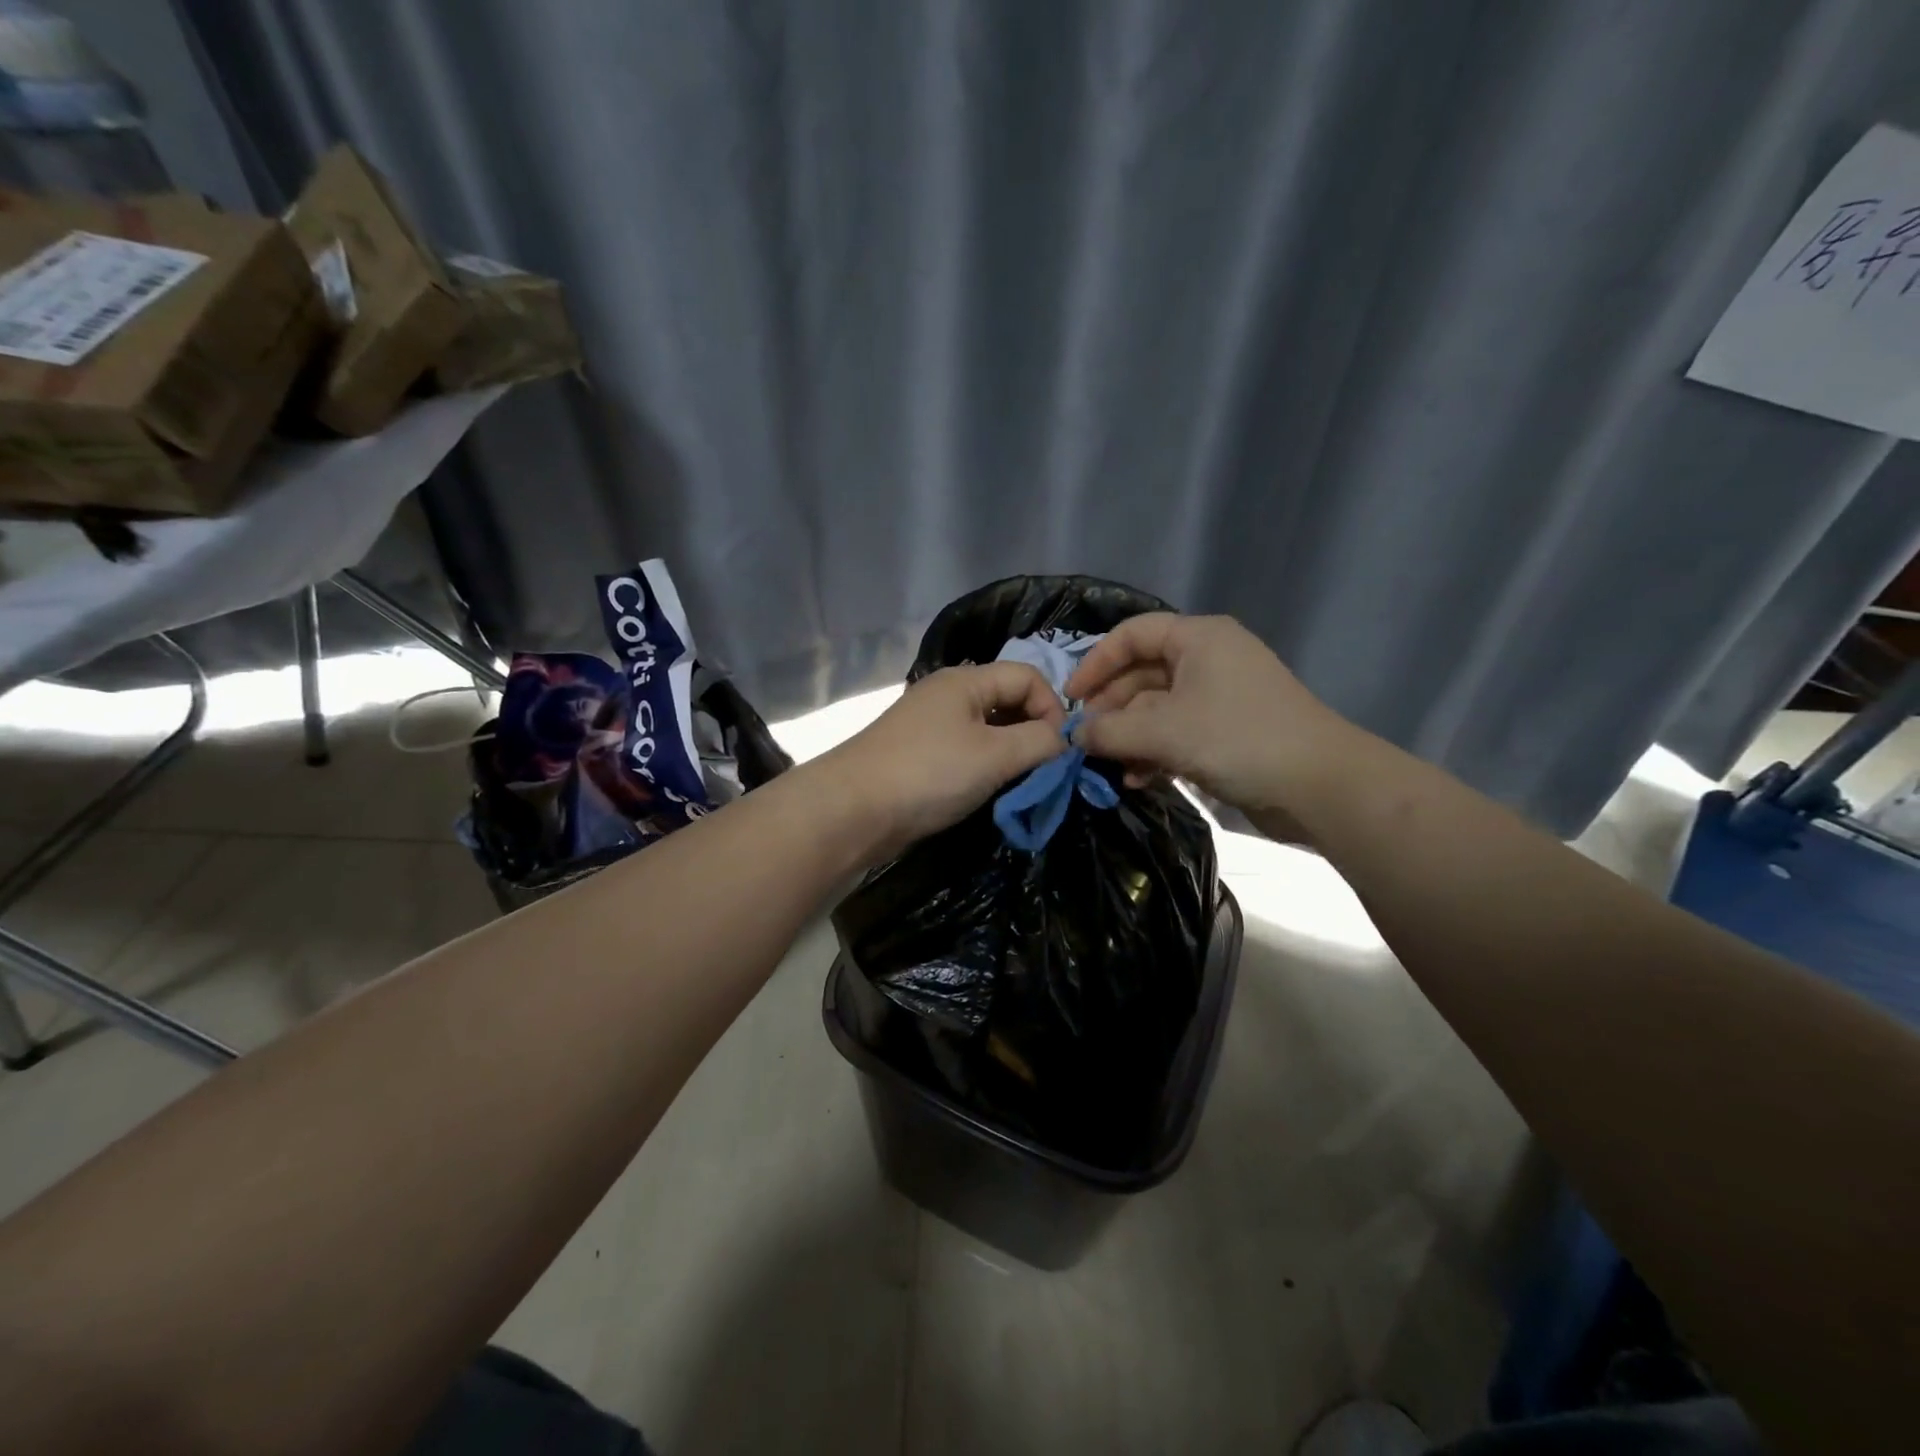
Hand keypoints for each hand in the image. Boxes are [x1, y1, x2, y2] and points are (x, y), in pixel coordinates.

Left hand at [822, 662, 1067, 859]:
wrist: (852, 810)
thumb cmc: (928, 774)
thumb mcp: (995, 756)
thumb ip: (1039, 742)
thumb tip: (1063, 741)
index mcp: (966, 680)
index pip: (1028, 676)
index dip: (1052, 708)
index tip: (1060, 750)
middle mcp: (948, 694)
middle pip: (1008, 699)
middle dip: (1034, 730)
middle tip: (1045, 768)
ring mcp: (931, 724)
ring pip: (988, 728)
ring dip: (1011, 751)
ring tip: (1020, 781)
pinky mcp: (920, 754)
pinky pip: (967, 749)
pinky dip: (987, 765)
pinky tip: (990, 789)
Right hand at [1063, 613, 1357, 816]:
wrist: (1319, 785)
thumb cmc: (1238, 739)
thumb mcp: (1164, 731)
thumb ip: (1110, 731)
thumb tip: (1072, 736)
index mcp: (1198, 638)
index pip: (1132, 635)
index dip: (1096, 663)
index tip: (1070, 698)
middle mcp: (1208, 659)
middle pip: (1142, 674)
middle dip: (1111, 708)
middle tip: (1085, 740)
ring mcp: (1219, 697)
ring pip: (1157, 708)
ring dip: (1129, 736)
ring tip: (1108, 766)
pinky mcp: (1226, 731)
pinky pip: (1176, 732)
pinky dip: (1153, 752)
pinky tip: (1136, 779)